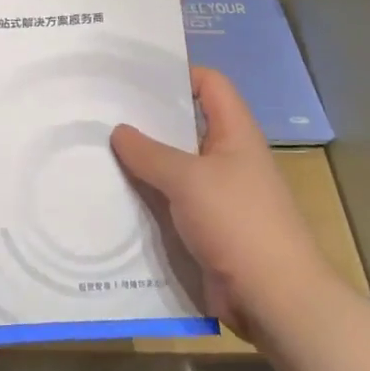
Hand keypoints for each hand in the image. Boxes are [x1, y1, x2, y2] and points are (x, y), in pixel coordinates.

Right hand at [111, 67, 324, 332]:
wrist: (274, 298)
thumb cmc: (238, 222)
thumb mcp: (189, 180)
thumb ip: (150, 153)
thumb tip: (119, 131)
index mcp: (235, 133)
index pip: (210, 84)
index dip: (178, 72)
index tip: (134, 73)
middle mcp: (227, 157)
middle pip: (186, 125)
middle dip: (148, 119)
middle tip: (102, 110)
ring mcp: (217, 194)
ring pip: (174, 166)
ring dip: (142, 162)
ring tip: (96, 149)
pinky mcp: (206, 227)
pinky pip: (171, 202)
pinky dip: (146, 197)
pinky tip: (111, 194)